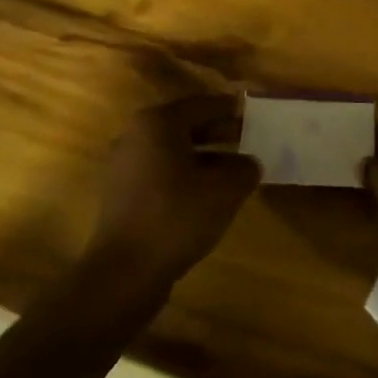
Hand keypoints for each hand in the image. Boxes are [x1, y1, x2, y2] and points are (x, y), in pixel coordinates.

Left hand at [88, 93, 260, 284]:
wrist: (124, 272)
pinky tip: (209, 195)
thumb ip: (244, 168)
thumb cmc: (177, 217)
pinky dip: (186, 175)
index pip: (203, 104)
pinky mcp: (123, 194)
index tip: (255, 114)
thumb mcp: (225, 189)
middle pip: (186, 125)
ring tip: (235, 169)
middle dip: (219, 132)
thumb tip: (249, 163)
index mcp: (158, 123)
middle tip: (250, 139)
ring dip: (205, 156)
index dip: (232, 109)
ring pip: (174, 151)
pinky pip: (162, 172)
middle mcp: (136, 135)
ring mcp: (125, 165)